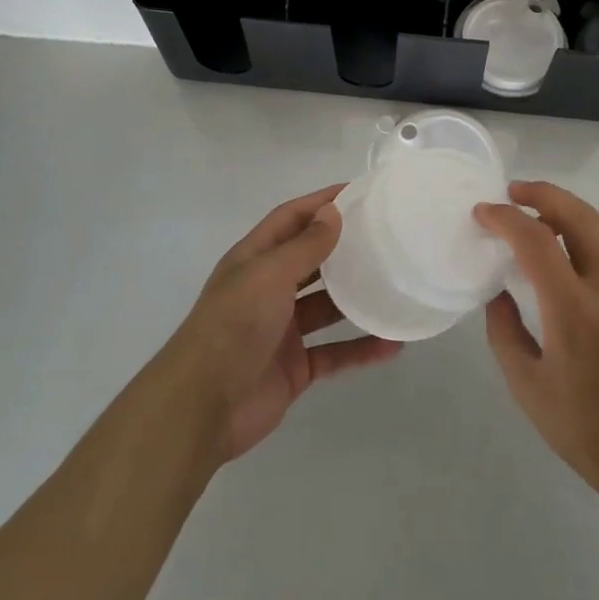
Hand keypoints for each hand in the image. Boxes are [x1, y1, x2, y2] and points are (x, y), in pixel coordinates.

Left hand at [159, 184, 401, 463]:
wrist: (203, 406)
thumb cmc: (233, 325)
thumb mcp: (269, 275)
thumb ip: (305, 246)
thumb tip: (333, 211)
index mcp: (254, 260)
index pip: (290, 219)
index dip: (320, 203)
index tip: (360, 192)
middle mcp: (267, 290)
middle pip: (311, 260)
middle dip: (343, 247)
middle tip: (385, 237)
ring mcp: (282, 330)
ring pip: (327, 307)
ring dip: (357, 299)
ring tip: (396, 286)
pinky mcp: (295, 368)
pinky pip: (335, 352)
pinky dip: (361, 349)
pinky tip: (393, 345)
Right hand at [476, 182, 598, 513]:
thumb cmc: (584, 430)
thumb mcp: (526, 387)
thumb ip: (504, 332)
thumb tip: (498, 293)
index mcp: (573, 311)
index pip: (536, 240)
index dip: (505, 218)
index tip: (483, 213)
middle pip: (579, 215)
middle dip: (542, 194)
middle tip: (514, 193)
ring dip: (572, 207)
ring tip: (544, 211)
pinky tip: (583, 241)